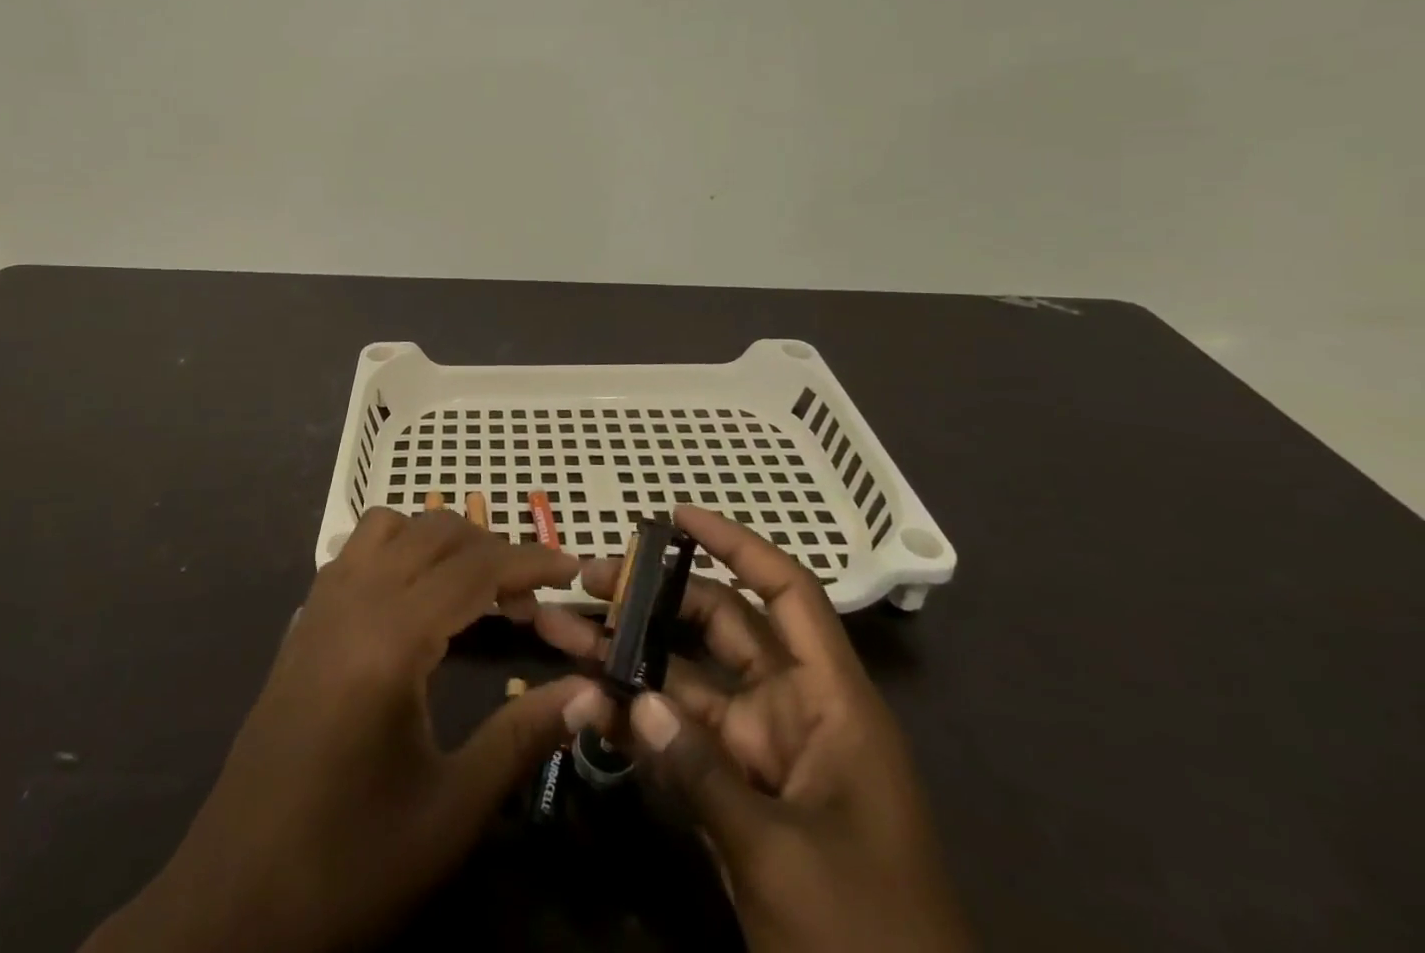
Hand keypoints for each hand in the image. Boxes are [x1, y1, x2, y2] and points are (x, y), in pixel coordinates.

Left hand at [84, 507, 607, 952]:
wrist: (234, 902)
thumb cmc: (349, 861)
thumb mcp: (449, 812)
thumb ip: (522, 738)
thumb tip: (589, 693)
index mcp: (391, 638)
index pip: (476, 568)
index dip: (531, 560)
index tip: (574, 567)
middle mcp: (354, 600)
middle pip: (436, 533)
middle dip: (492, 548)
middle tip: (533, 596)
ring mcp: (320, 605)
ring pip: (390, 527)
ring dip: (440, 540)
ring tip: (476, 588)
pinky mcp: (303, 622)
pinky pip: (357, 550)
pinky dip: (399, 549)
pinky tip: (417, 601)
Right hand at [535, 506, 972, 952]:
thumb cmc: (869, 937)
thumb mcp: (786, 858)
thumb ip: (703, 773)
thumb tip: (635, 700)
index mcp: (829, 702)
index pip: (786, 594)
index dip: (737, 545)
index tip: (677, 517)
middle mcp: (792, 711)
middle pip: (718, 627)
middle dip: (652, 598)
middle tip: (587, 579)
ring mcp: (759, 755)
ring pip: (684, 682)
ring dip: (625, 656)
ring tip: (558, 628)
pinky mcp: (733, 798)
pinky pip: (676, 742)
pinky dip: (633, 723)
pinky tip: (582, 702)